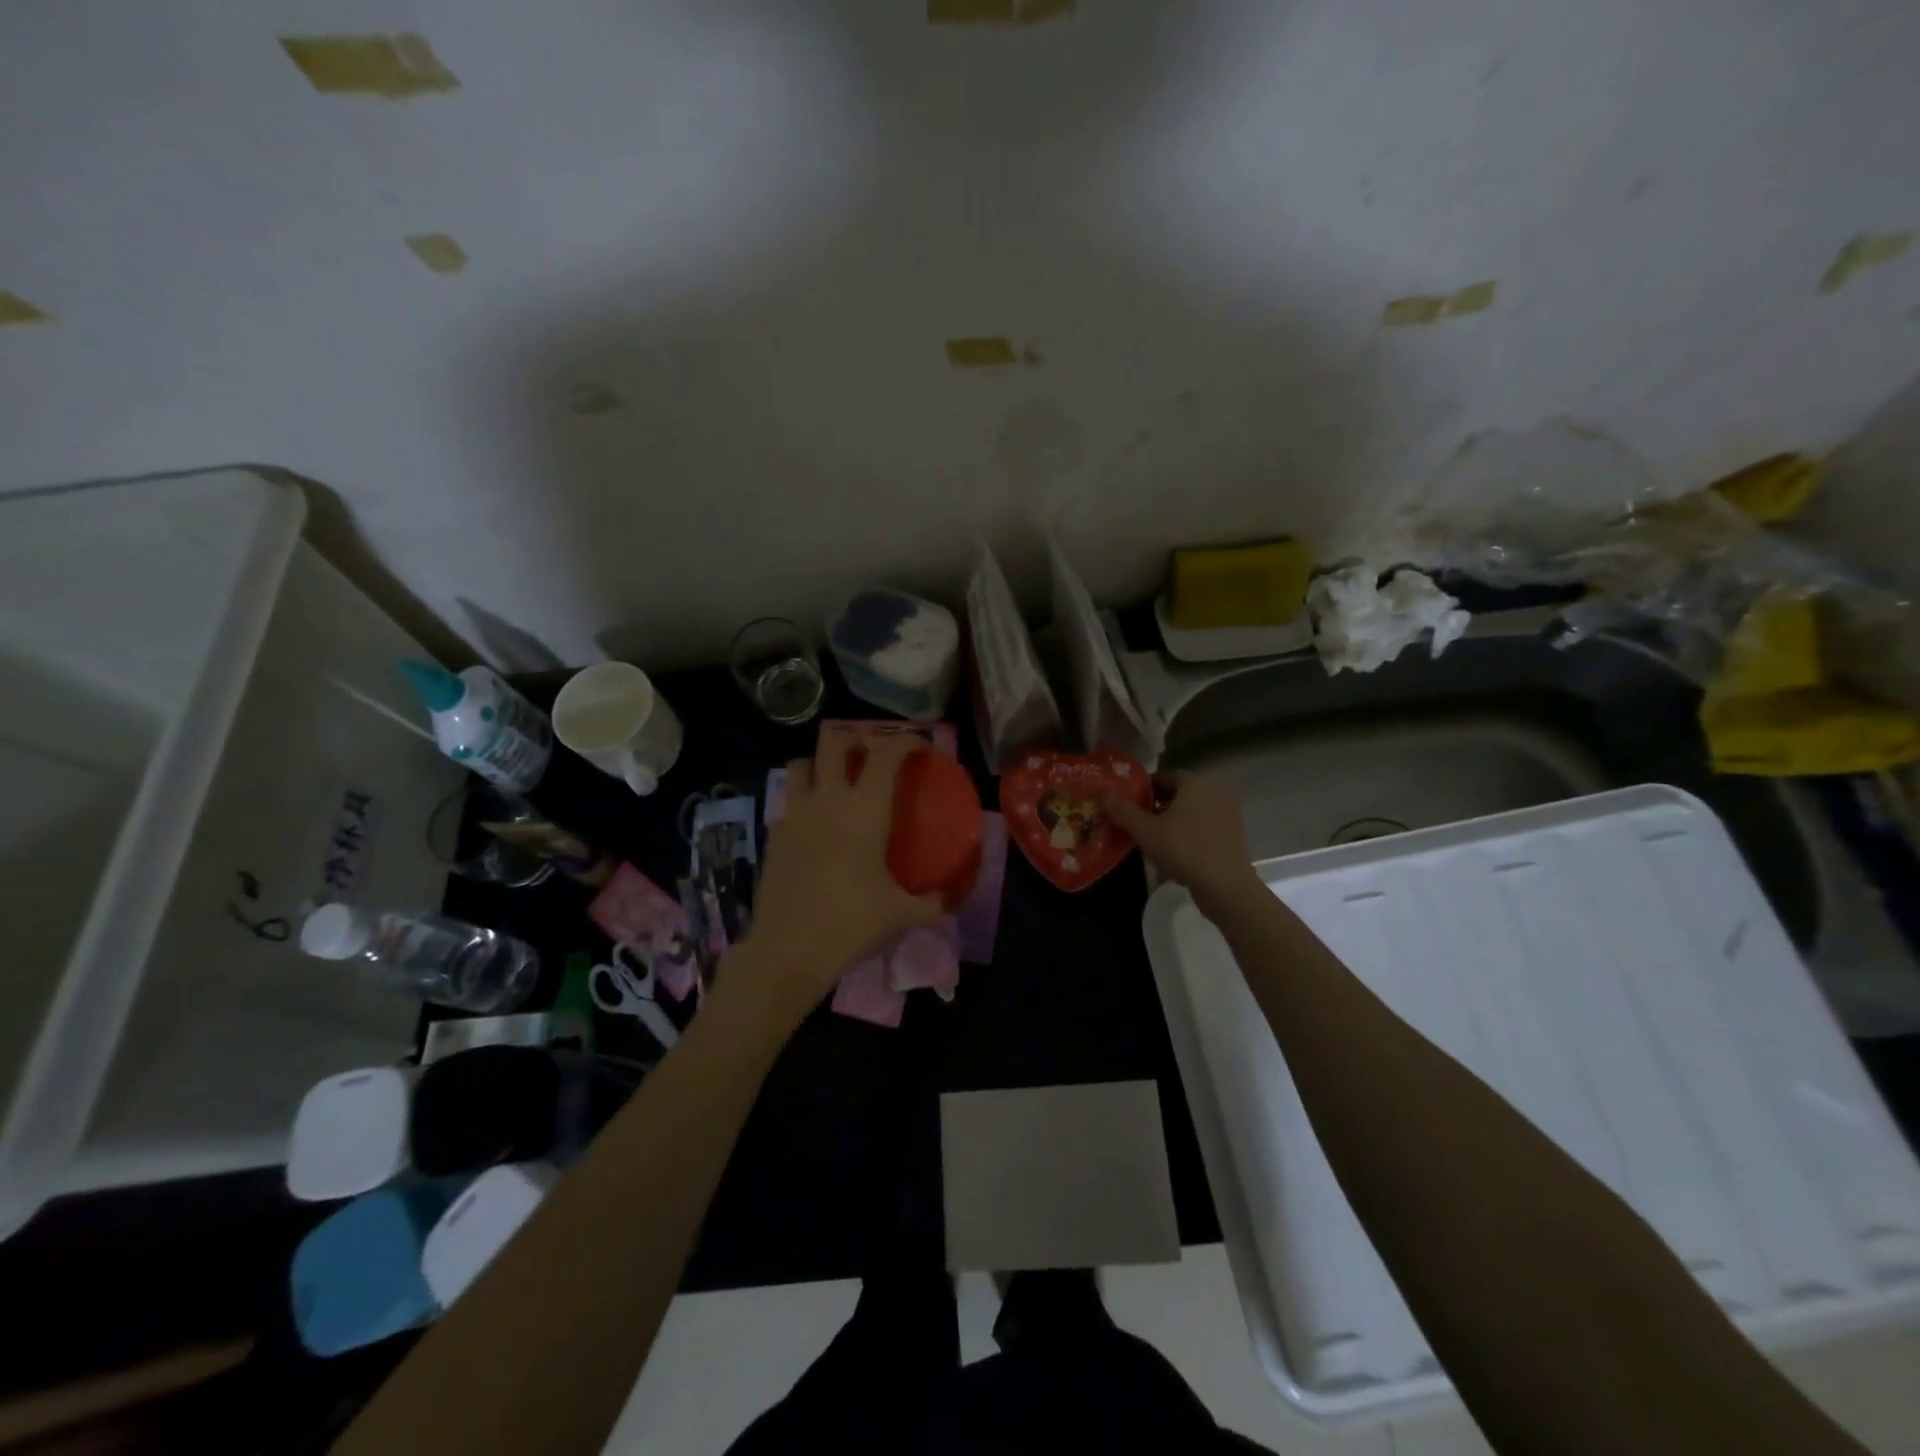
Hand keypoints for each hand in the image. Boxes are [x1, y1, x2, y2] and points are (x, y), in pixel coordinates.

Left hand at [742, 727, 944, 1013]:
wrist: (788, 949)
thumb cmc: (850, 922)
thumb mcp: (900, 914)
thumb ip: (930, 905)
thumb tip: (950, 904)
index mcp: (864, 809)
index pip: (886, 754)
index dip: (905, 741)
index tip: (919, 747)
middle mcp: (827, 800)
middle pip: (835, 743)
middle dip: (855, 739)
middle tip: (872, 754)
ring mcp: (795, 814)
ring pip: (801, 764)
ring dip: (820, 762)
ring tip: (835, 779)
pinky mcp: (774, 835)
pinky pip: (788, 800)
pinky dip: (802, 798)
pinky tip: (814, 822)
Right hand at [1105, 770, 1259, 916]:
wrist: (1225, 886)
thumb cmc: (1184, 849)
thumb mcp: (1145, 831)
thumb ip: (1122, 810)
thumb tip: (1102, 793)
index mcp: (1194, 783)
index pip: (1164, 775)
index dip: (1143, 788)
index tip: (1128, 804)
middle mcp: (1214, 792)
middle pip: (1178, 794)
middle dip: (1156, 805)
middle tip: (1136, 822)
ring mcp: (1227, 814)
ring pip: (1191, 812)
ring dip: (1172, 821)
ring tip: (1152, 839)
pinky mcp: (1232, 835)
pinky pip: (1203, 828)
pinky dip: (1188, 834)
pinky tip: (1174, 853)